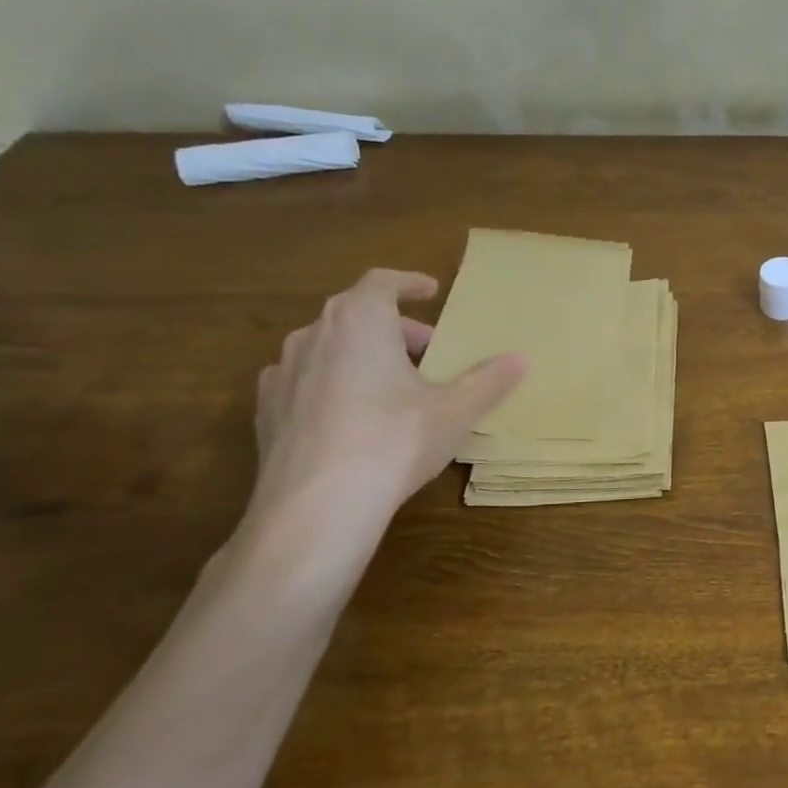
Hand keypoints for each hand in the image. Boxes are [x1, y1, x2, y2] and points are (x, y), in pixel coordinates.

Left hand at [247, 269, 525, 539]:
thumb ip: (488, 381)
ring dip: (361, 354)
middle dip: (395, 327)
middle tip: (427, 351)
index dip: (409, 283)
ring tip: (390, 384)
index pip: (382, 282)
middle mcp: (313, 335)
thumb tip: (520, 359)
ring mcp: (283, 373)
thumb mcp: (455, 411)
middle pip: (356, 314)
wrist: (317, 505)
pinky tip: (348, 414)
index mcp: (361, 321)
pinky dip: (330, 383)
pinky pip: (304, 381)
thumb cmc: (394, 440)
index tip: (431, 290)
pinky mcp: (266, 411)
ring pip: (327, 347)